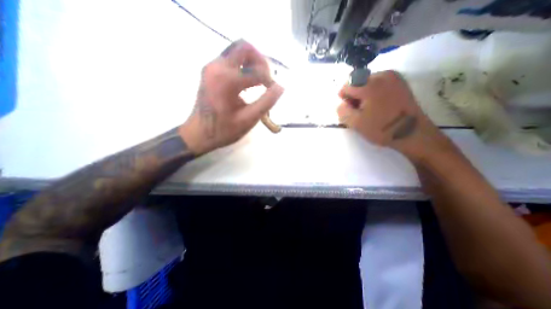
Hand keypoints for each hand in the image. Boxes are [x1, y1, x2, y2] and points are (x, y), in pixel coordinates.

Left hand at [180, 41, 283, 154]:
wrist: (198, 134)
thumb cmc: (224, 130)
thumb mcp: (248, 120)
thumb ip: (266, 102)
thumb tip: (280, 87)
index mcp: (226, 80)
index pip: (257, 70)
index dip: (270, 80)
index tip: (274, 91)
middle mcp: (217, 67)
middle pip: (245, 47)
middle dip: (261, 61)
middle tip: (267, 79)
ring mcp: (211, 67)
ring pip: (237, 50)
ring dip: (252, 62)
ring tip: (259, 81)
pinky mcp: (210, 71)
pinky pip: (231, 59)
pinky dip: (243, 66)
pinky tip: (247, 83)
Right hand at [339, 70, 449, 161]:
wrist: (412, 133)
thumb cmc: (381, 128)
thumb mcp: (355, 123)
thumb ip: (342, 111)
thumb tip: (343, 103)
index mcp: (371, 84)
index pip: (347, 85)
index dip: (345, 99)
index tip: (350, 110)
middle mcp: (383, 75)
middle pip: (358, 83)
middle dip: (355, 97)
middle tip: (361, 112)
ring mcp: (394, 77)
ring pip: (367, 84)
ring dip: (364, 96)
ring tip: (370, 110)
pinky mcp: (400, 82)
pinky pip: (378, 85)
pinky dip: (374, 94)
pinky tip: (379, 106)